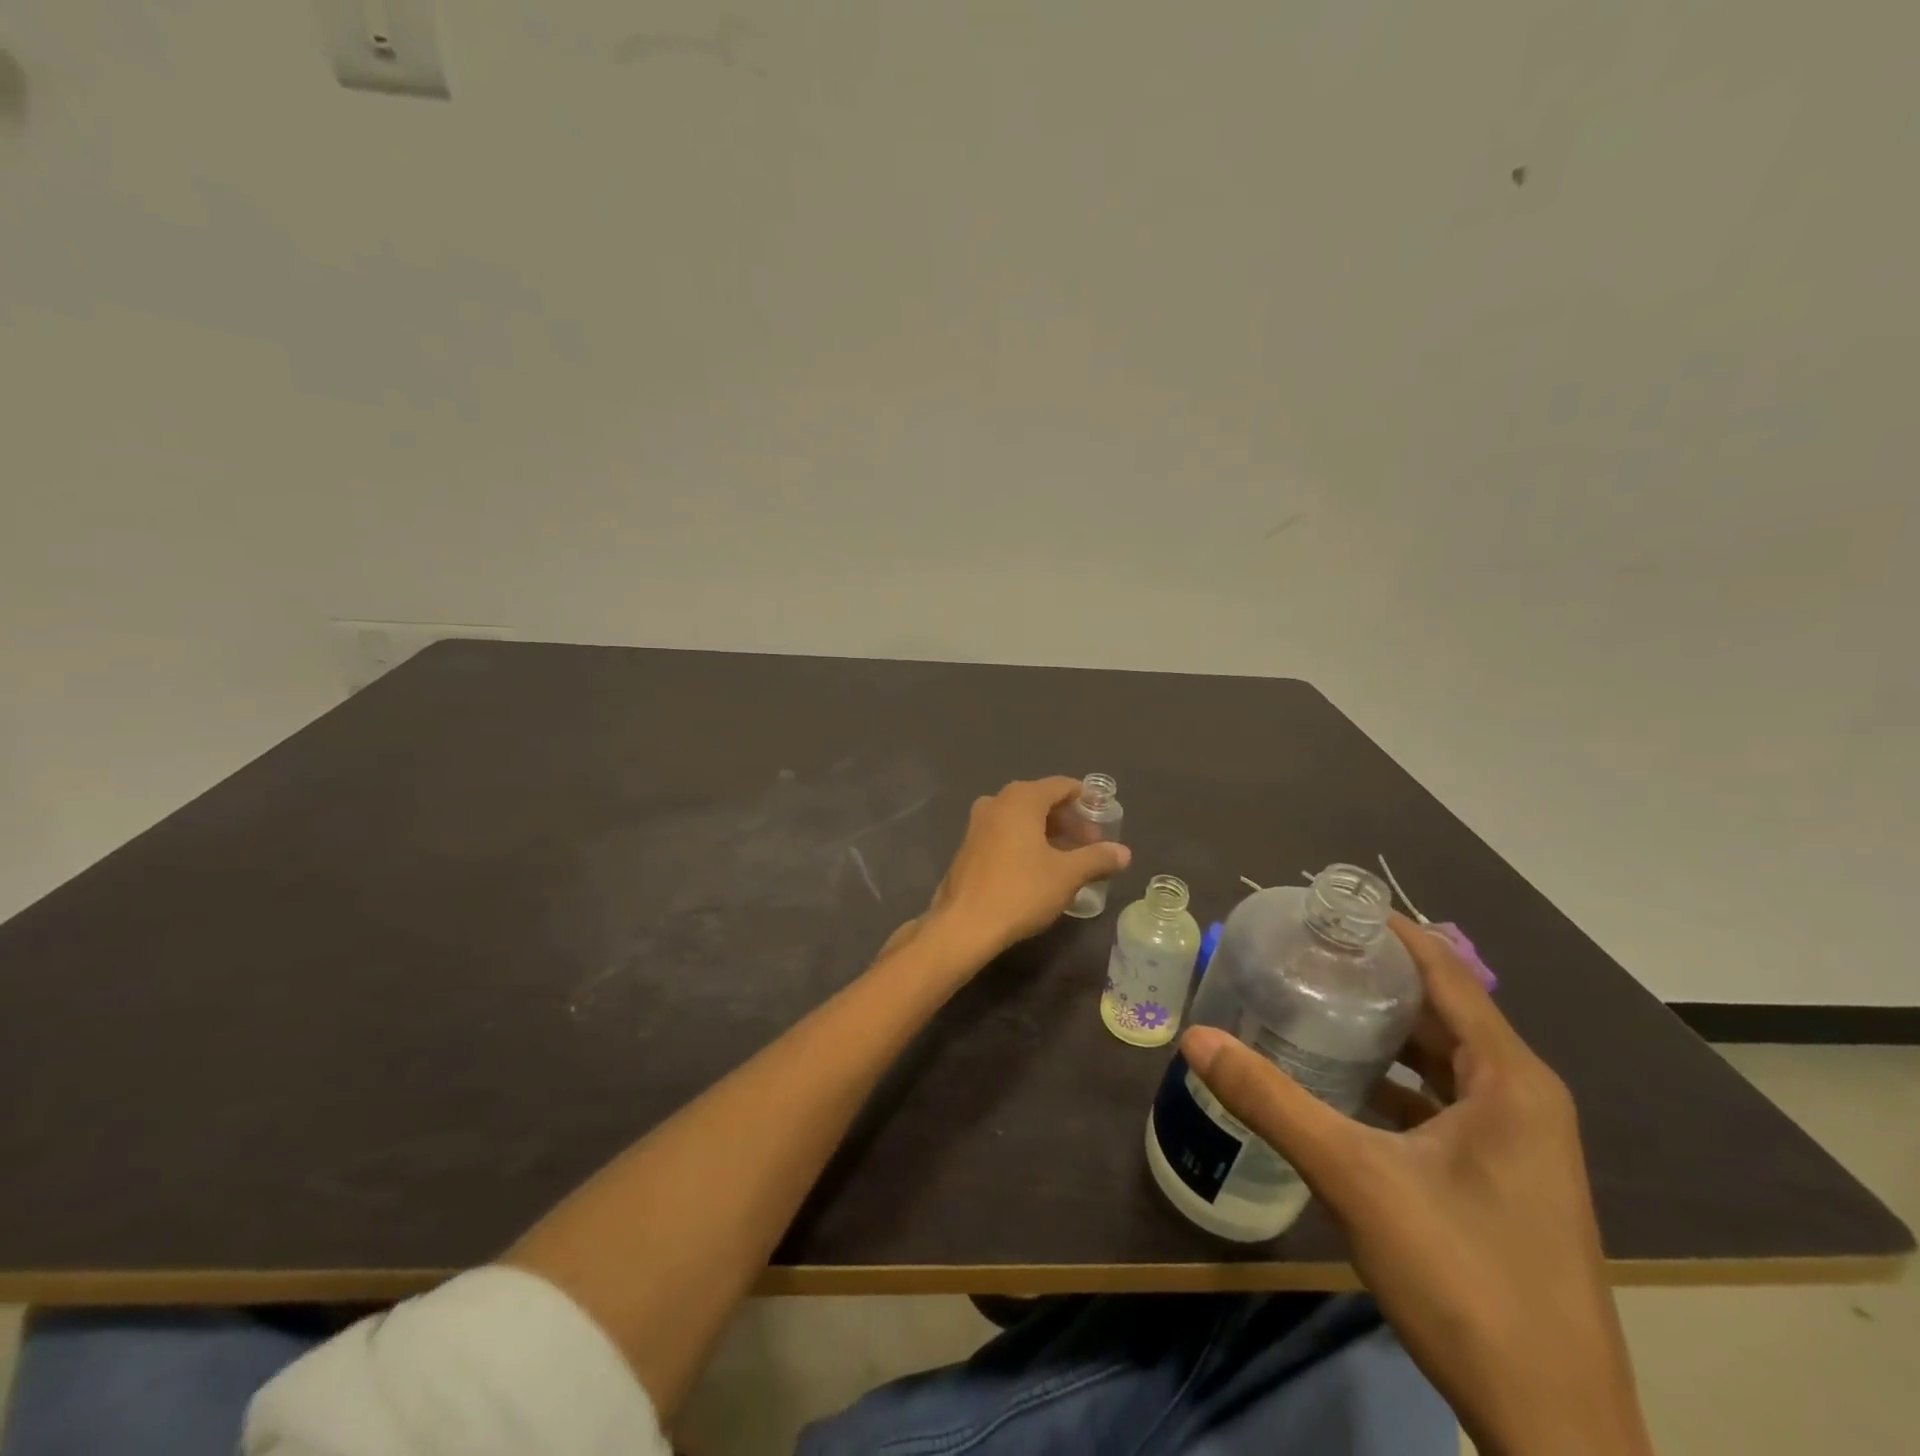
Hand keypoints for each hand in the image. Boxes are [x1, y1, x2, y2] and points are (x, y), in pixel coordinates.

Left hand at [917, 777, 1129, 961]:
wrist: (964, 924)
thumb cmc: (1021, 891)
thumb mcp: (1067, 875)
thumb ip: (1097, 859)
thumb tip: (1124, 853)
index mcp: (1021, 798)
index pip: (1061, 786)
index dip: (1085, 800)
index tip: (1103, 817)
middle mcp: (997, 802)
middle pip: (1041, 800)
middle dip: (1068, 820)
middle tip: (1090, 844)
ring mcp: (978, 823)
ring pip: (1022, 818)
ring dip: (1047, 833)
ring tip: (1069, 859)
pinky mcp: (969, 846)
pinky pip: (1005, 833)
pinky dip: (1026, 842)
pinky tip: (1039, 868)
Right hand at [1180, 918, 1652, 1455]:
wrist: (1555, 1431)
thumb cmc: (1466, 1281)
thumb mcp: (1354, 1176)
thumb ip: (1271, 1100)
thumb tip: (1195, 1038)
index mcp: (1510, 1080)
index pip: (1446, 972)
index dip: (1390, 931)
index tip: (1327, 904)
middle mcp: (1522, 1099)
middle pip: (1441, 1012)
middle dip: (1374, 978)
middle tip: (1302, 950)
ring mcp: (1517, 1144)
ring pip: (1440, 1061)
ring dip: (1382, 1031)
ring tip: (1310, 1002)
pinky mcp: (1501, 1179)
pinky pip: (1441, 1102)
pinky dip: (1392, 1080)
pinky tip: (1339, 1083)